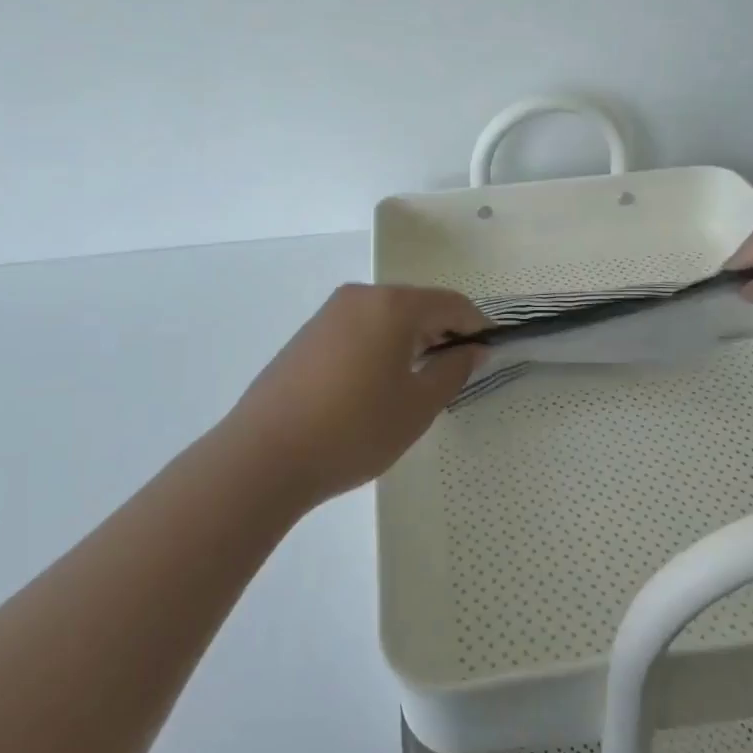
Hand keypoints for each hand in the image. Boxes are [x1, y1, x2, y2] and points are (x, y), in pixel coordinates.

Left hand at [221, 284, 484, 504]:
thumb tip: (472, 349)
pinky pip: (359, 328)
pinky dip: (379, 345)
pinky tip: (375, 384)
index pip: (450, 303)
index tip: (488, 353)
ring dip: (409, 340)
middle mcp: (360, 296)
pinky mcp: (308, 334)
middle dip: (441, 333)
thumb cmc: (354, 430)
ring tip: (415, 383)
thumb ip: (453, 371)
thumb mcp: (417, 407)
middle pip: (416, 305)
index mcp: (392, 305)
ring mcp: (329, 313)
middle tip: (453, 374)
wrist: (264, 456)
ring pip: (385, 316)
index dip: (476, 325)